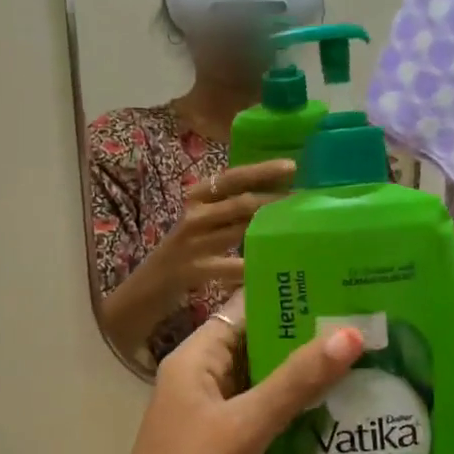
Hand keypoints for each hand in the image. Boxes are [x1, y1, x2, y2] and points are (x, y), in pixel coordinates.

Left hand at [96, 291, 365, 453]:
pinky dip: (298, 415)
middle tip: (374, 329)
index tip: (348, 288)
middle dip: (309, 338)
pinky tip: (343, 418)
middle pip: (259, 345)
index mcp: (193, 361)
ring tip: (372, 366)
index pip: (246, 309)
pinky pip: (265, 420)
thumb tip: (350, 332)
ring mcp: (212, 420)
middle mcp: (201, 382)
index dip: (291, 296)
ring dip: (308, 378)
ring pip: (266, 385)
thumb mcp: (242, 430)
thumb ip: (294, 382)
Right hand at [142, 160, 296, 298]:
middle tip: (306, 200)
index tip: (291, 166)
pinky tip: (272, 267)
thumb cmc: (184, 252)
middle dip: (275, 200)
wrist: (146, 287)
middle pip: (241, 202)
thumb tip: (273, 200)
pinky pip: (230, 266)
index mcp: (197, 198)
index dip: (261, 170)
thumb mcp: (202, 225)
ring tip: (299, 228)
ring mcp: (192, 243)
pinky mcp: (192, 269)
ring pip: (239, 230)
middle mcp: (194, 215)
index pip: (232, 177)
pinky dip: (252, 266)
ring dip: (271, 229)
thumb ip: (229, 211)